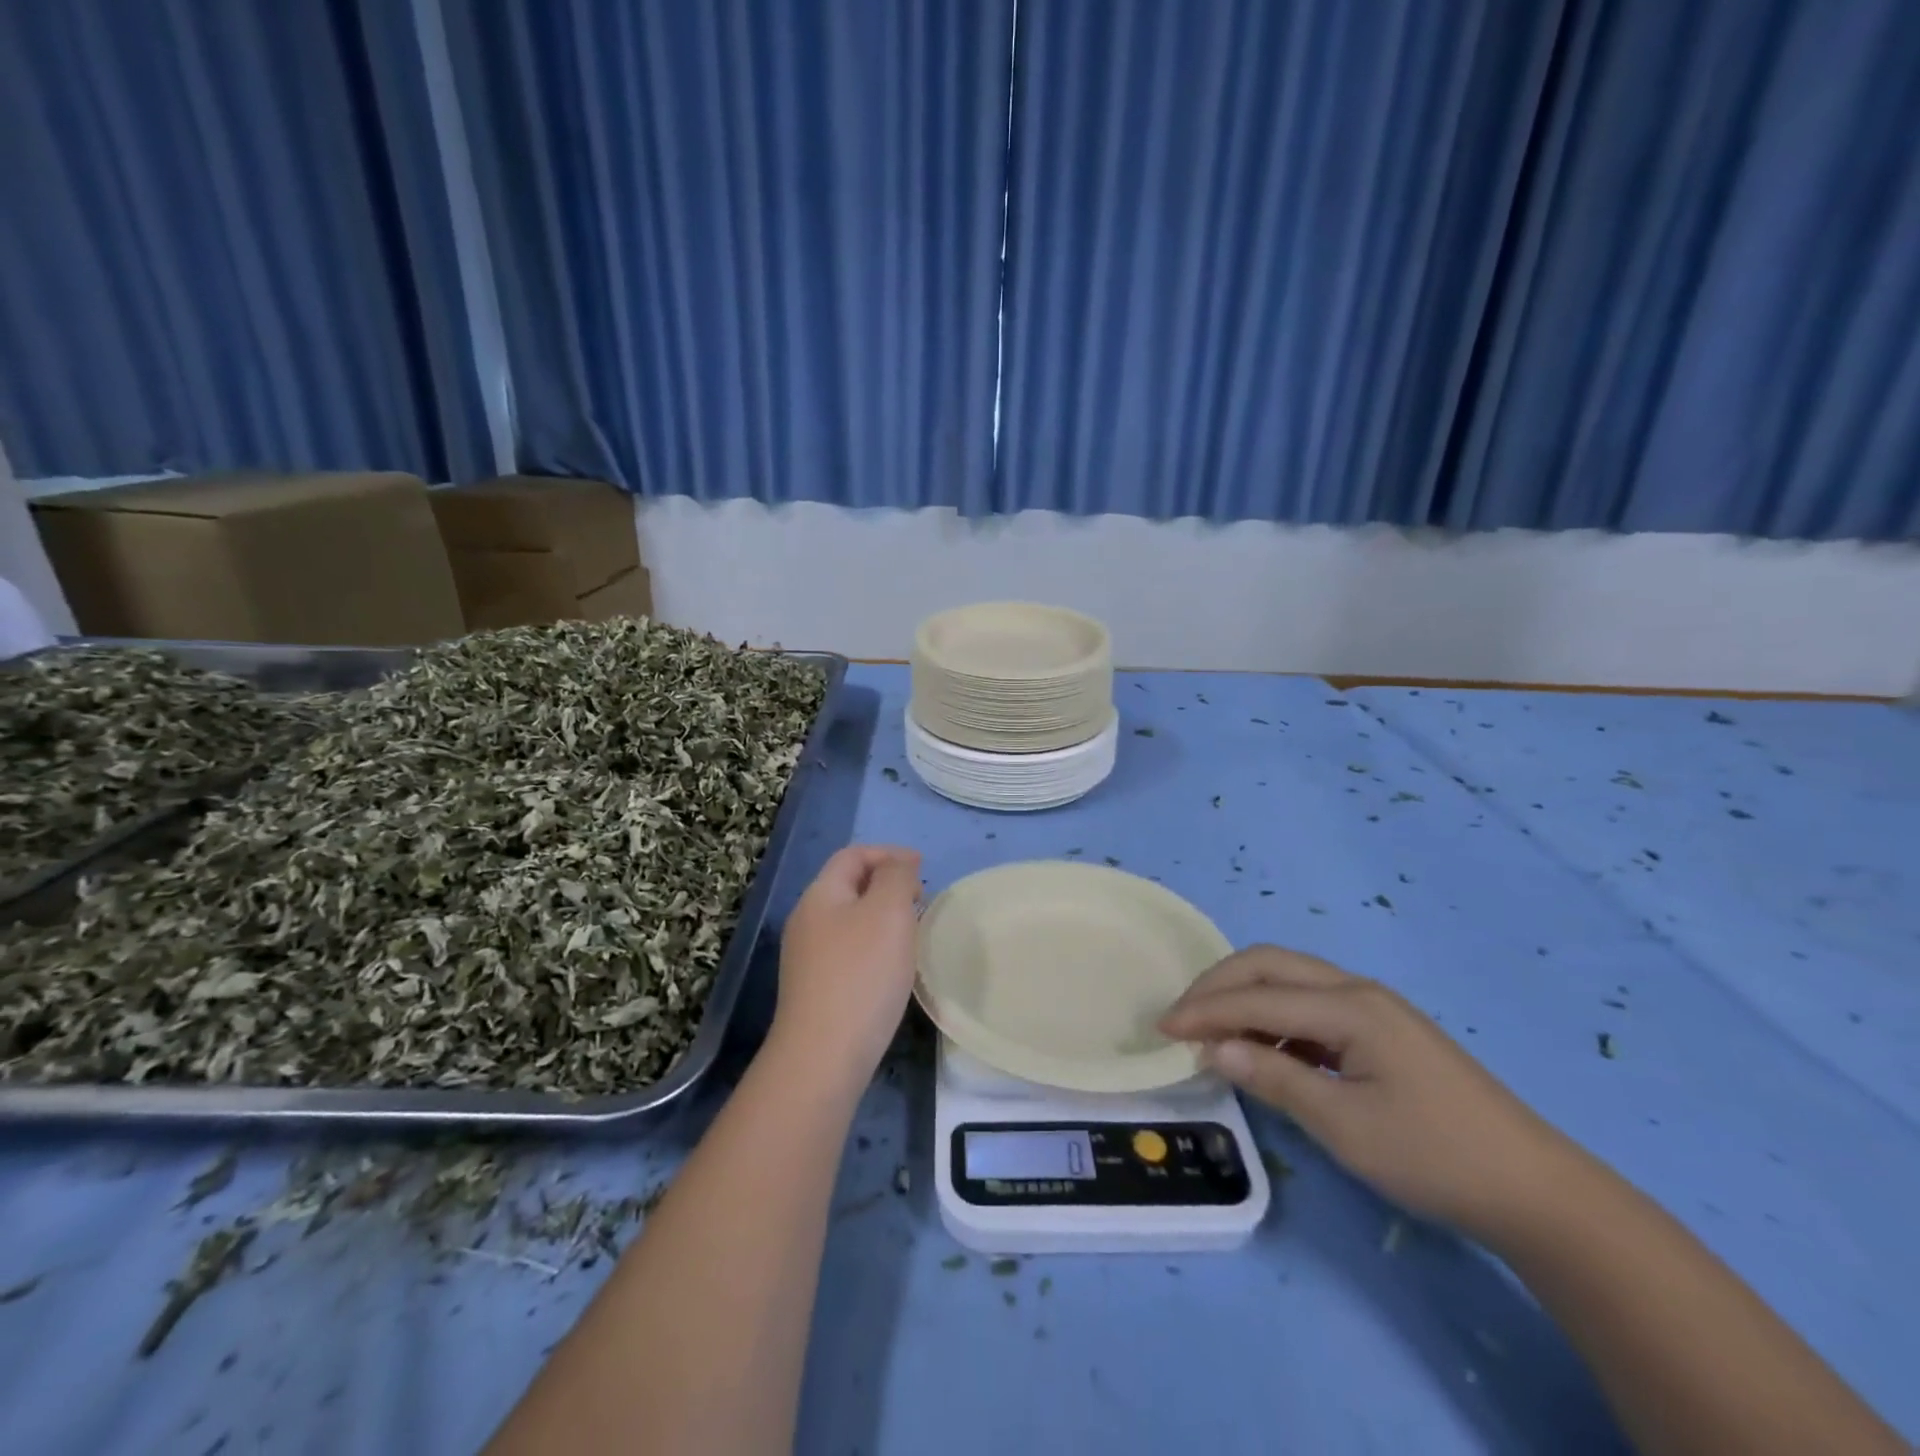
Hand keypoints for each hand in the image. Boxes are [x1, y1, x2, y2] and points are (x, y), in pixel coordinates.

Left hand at [769, 845, 922, 1086]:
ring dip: (882, 916)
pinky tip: (892, 967)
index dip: (888, 853)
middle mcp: (807, 921)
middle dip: (886, 883)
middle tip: (921, 898)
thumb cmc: (862, 974)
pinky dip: (874, 944)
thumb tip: (897, 867)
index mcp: (820, 895)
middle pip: (849, 885)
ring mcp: (807, 958)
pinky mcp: (816, 989)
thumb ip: (896, 877)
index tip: (922, 868)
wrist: (823, 1056)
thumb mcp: (888, 911)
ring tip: (912, 930)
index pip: (853, 855)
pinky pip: (849, 950)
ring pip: (850, 919)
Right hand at [1159, 945, 1574, 1239]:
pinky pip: (1311, 1003)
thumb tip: (1212, 1047)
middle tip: (1181, 1018)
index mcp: (1351, 1007)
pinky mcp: (1382, 1029)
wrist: (1536, 1190)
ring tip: (1213, 1033)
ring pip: (1290, 978)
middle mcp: (1358, 990)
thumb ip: (1274, 1077)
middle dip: (1219, 985)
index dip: (1205, 1010)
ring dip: (1245, 996)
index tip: (1162, 1029)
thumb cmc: (1435, 1157)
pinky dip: (1274, 1015)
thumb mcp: (1345, 1126)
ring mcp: (1374, 1007)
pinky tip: (1265, 1047)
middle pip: (1270, 964)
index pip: (1258, 996)